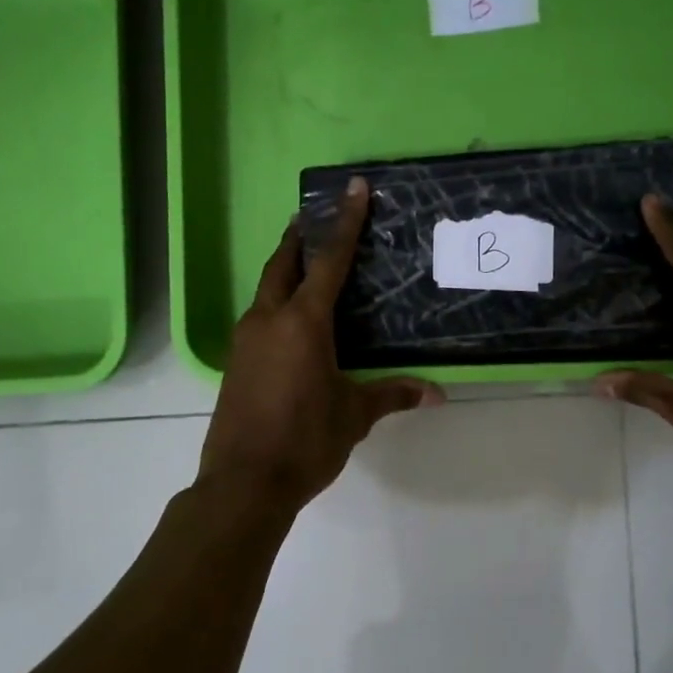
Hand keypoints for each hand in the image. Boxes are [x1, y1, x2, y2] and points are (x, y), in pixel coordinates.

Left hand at [199, 178, 443, 511]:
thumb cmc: (305, 441)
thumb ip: (392, 395)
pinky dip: (276, 302)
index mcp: (303, 323)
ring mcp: (245, 340)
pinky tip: (291, 320)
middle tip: (315, 216)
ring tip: (306, 262)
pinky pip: (258, 317)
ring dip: (285, 269)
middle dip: (300, 237)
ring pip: (266, 289)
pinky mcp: (234, 362)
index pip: (328, 261)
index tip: (352, 189)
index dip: (344, 223)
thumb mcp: (354, 415)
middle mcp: (269, 320)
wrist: (243, 482)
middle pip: (283, 263)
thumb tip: (437, 394)